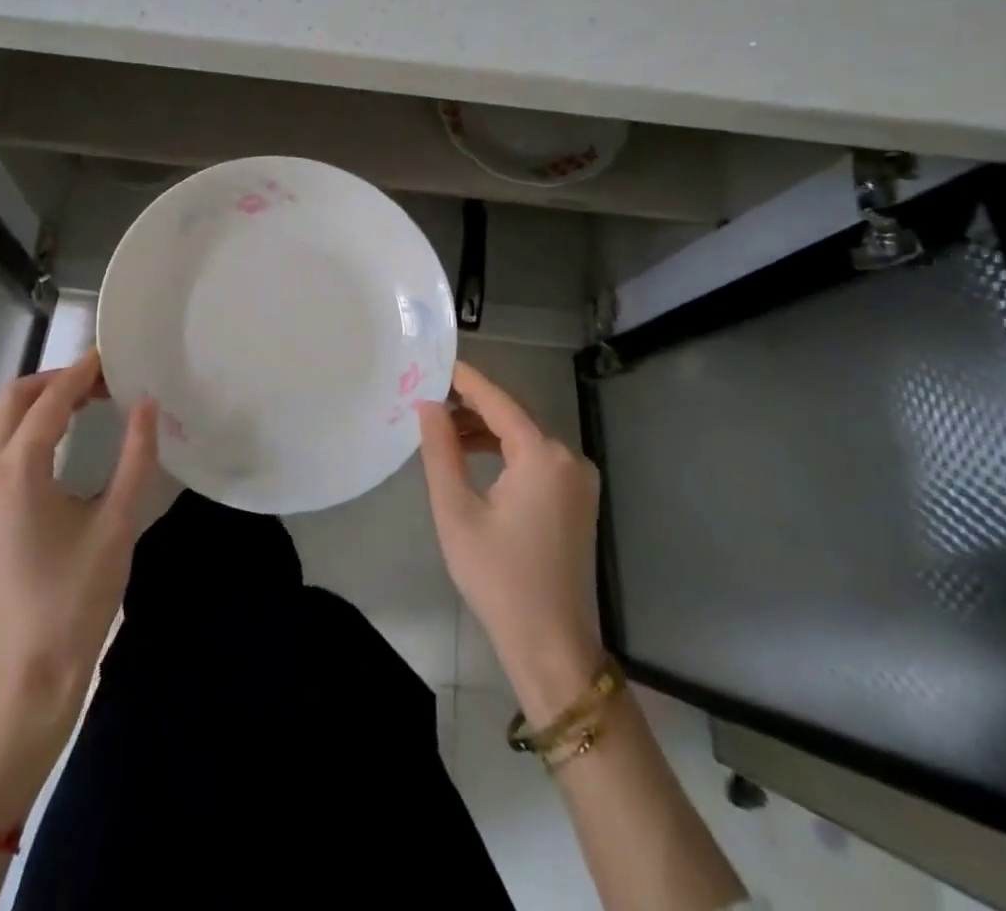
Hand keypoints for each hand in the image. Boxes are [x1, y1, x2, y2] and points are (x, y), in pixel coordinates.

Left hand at [0, 351, 159, 723]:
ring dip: (28, 402)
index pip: (49, 401)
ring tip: (74, 407)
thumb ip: (136, 455)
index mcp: (17, 471)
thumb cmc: (79, 596)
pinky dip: (13, 427)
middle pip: (9, 399)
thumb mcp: (118, 521)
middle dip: (53, 381)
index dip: (81, 374)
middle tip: (98, 384)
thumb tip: (147, 402)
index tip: (111, 358)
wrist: (32, 670)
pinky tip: (49, 445)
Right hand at [417, 361, 605, 723]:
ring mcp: (578, 480)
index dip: (465, 380)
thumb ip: (441, 450)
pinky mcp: (578, 499)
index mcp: (542, 455)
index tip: (435, 362)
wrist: (551, 644)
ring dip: (485, 431)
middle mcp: (568, 458)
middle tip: (427, 399)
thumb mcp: (456, 510)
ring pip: (524, 438)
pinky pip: (536, 460)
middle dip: (470, 407)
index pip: (498, 401)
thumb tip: (429, 404)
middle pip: (512, 418)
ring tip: (442, 431)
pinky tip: (473, 457)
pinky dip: (504, 453)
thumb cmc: (498, 577)